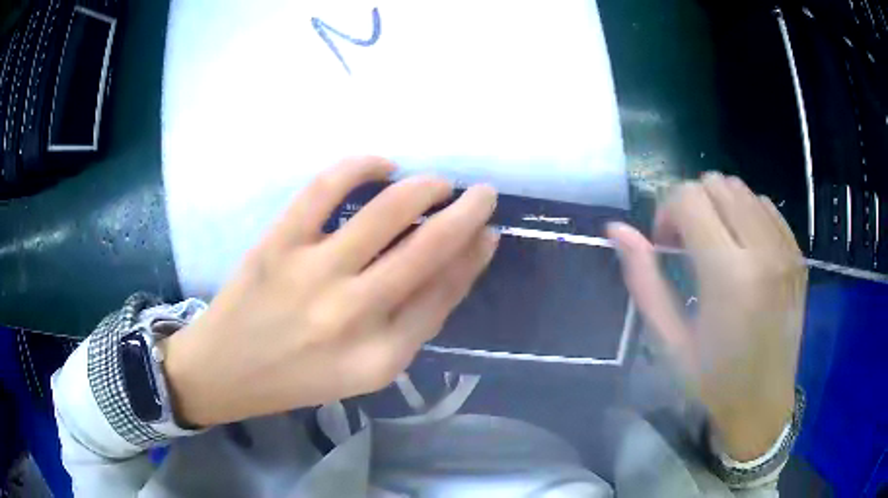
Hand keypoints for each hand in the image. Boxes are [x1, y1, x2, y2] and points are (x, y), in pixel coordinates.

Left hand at [163, 157, 498, 426]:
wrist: (227, 371)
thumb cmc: (301, 377)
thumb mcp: (367, 369)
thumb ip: (412, 323)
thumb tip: (455, 262)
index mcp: (381, 356)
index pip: (445, 292)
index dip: (474, 256)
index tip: (488, 231)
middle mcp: (353, 315)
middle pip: (428, 249)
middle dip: (468, 212)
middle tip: (483, 194)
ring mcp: (312, 273)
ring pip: (387, 212)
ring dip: (425, 188)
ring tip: (437, 184)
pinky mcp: (278, 243)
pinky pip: (325, 189)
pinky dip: (361, 166)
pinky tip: (381, 165)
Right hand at [608, 173, 806, 460]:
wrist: (763, 404)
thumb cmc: (713, 381)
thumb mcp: (669, 340)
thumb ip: (643, 279)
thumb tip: (618, 229)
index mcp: (729, 275)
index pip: (689, 197)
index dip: (666, 212)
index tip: (665, 244)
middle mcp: (763, 251)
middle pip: (717, 184)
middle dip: (692, 203)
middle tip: (688, 244)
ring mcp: (786, 250)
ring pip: (742, 189)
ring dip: (719, 206)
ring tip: (716, 245)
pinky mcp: (797, 254)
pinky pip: (766, 206)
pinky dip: (746, 213)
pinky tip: (742, 248)